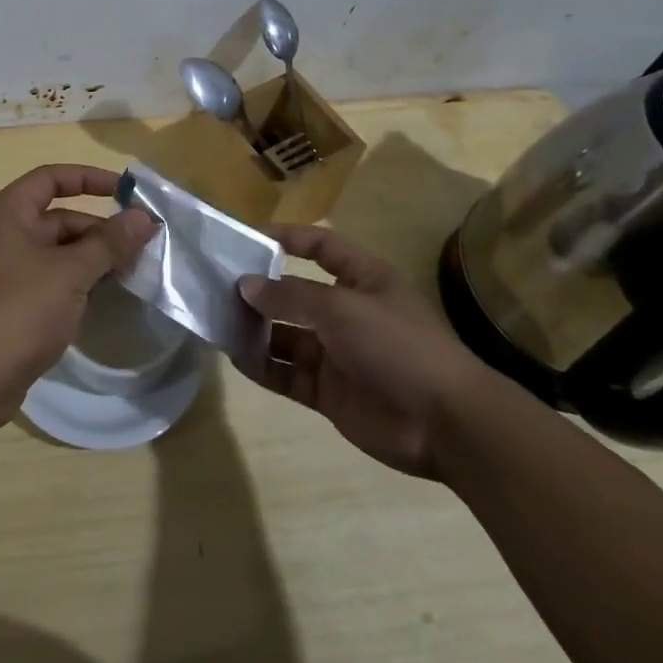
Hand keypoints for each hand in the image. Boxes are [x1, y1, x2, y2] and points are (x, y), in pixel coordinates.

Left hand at [0, 165, 156, 429]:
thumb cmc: (18, 312)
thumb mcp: (70, 273)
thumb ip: (108, 242)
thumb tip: (143, 217)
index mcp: (8, 213)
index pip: (51, 178)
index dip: (90, 179)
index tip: (127, 192)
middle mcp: (2, 235)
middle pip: (58, 218)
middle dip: (99, 229)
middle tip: (142, 246)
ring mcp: (4, 271)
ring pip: (57, 252)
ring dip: (92, 258)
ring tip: (132, 272)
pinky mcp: (10, 304)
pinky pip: (50, 280)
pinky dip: (76, 282)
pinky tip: (105, 297)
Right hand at [240, 225, 504, 478]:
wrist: (446, 424)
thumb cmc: (397, 346)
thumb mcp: (341, 309)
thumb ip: (289, 296)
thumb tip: (244, 284)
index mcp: (362, 280)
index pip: (321, 248)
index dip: (287, 238)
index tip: (245, 238)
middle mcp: (347, 312)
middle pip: (295, 294)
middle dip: (260, 290)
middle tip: (216, 286)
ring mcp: (336, 354)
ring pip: (285, 335)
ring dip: (255, 329)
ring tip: (217, 321)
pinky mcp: (328, 391)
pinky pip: (287, 374)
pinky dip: (262, 366)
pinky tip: (235, 357)